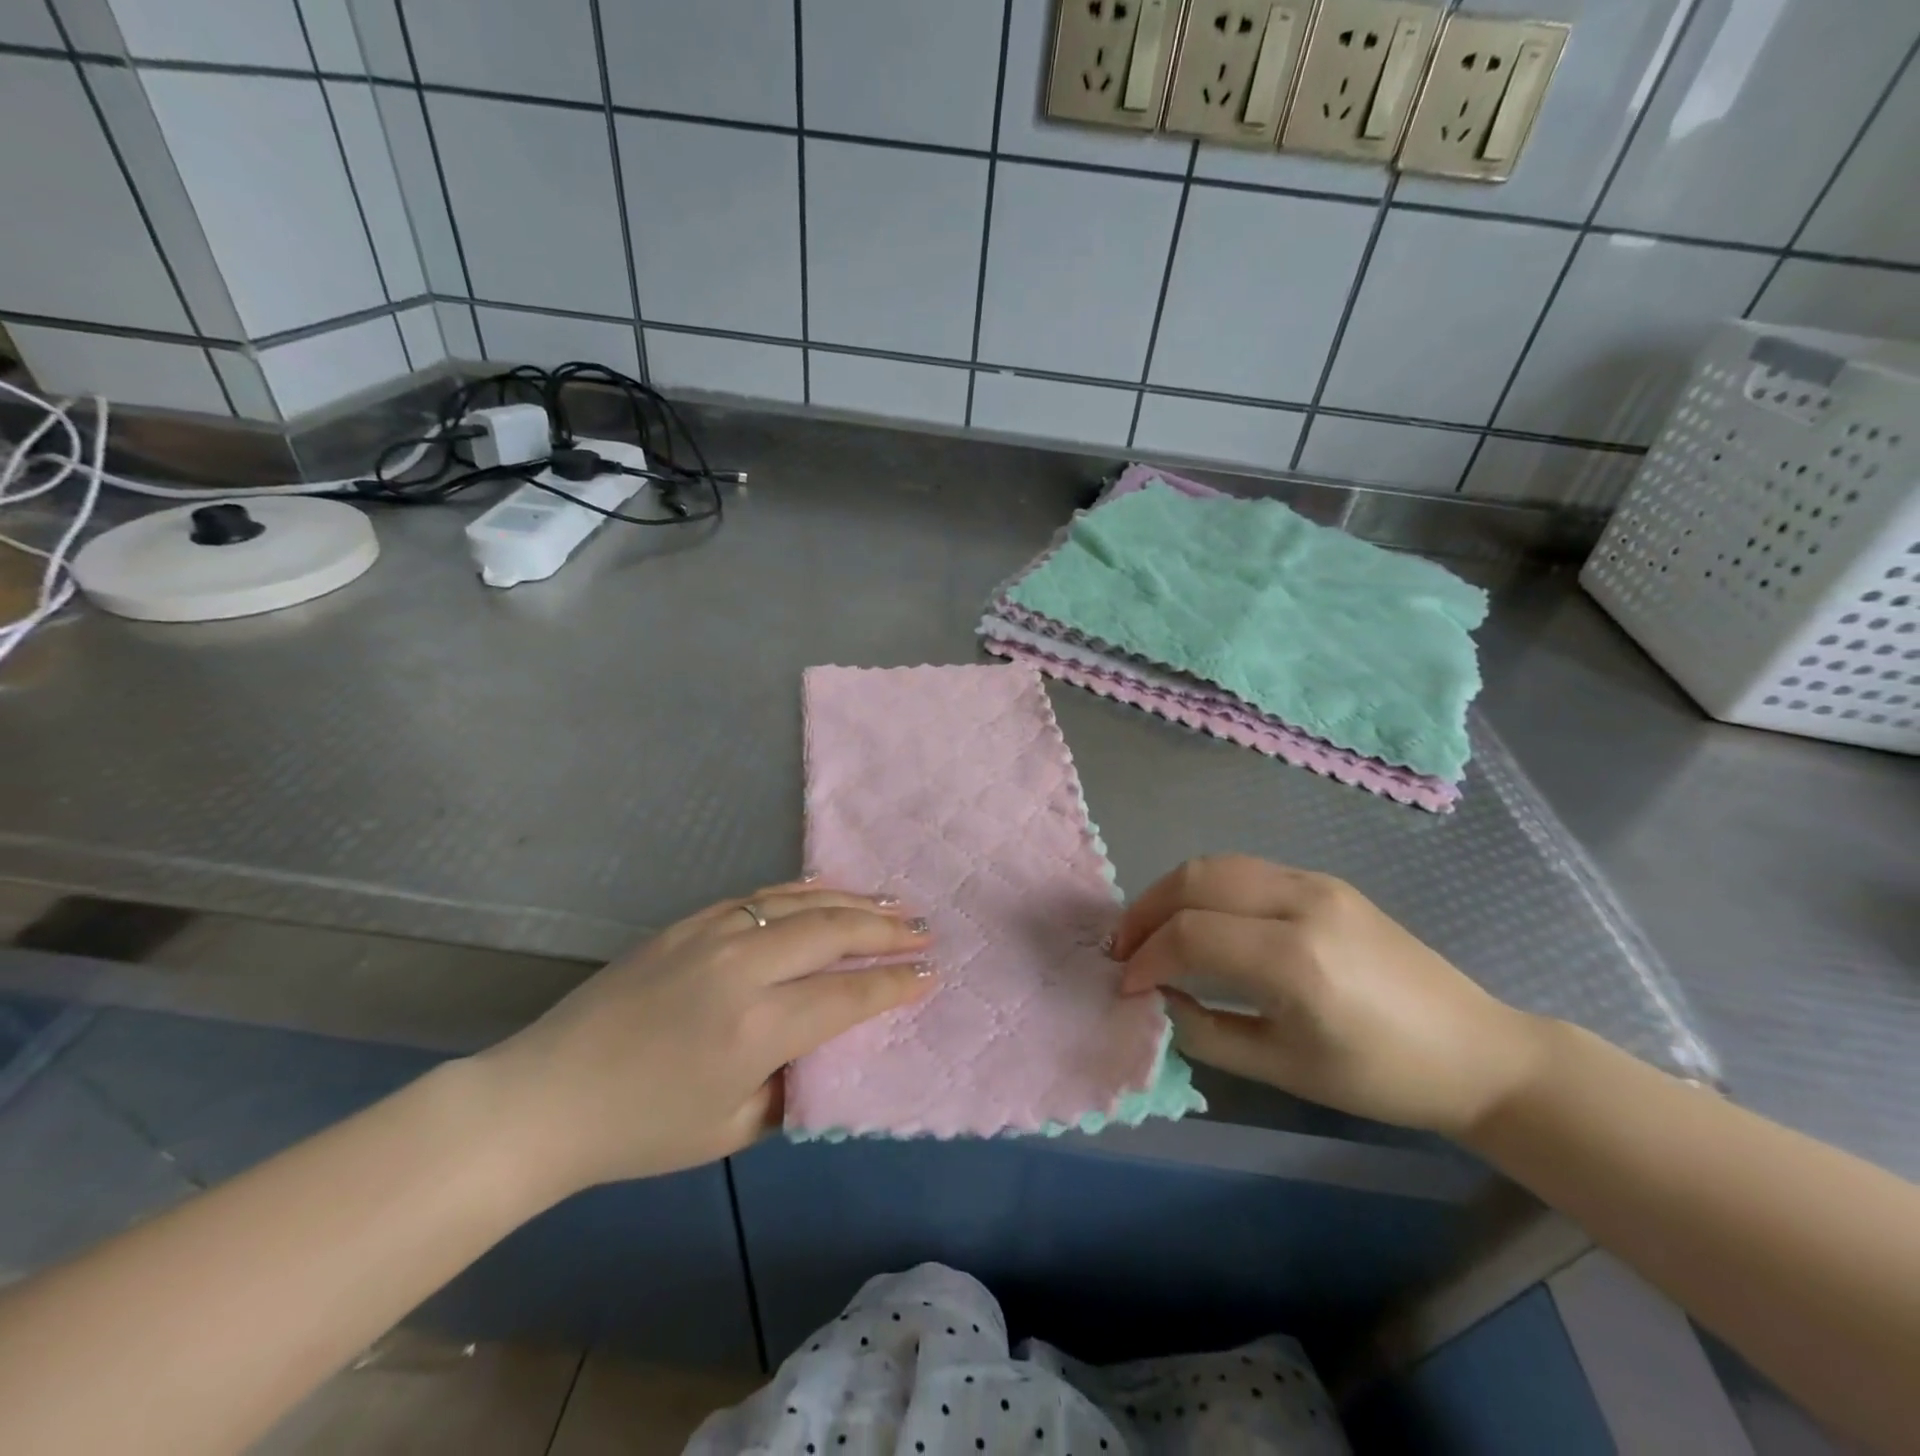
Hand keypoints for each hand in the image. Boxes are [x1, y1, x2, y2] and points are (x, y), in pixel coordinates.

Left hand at [471, 884, 933, 1195]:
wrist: (546, 1097)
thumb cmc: (641, 1130)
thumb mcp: (731, 1130)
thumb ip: (793, 1084)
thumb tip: (828, 1044)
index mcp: (756, 1029)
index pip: (848, 996)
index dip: (896, 984)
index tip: (932, 973)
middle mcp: (742, 968)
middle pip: (834, 933)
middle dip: (888, 930)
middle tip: (925, 929)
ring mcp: (713, 934)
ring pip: (802, 902)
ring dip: (855, 900)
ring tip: (893, 902)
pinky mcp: (689, 922)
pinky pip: (761, 895)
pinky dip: (804, 889)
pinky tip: (829, 888)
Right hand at [1114, 856, 1546, 1136]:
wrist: (1475, 1050)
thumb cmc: (1381, 1076)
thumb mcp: (1282, 1067)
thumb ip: (1205, 1030)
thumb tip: (1156, 1000)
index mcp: (1296, 959)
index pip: (1190, 934)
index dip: (1146, 958)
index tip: (1127, 987)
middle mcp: (1302, 903)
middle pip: (1195, 880)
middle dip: (1146, 911)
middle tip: (1123, 949)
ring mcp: (1316, 883)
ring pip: (1216, 864)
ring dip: (1171, 892)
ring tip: (1150, 930)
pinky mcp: (1325, 881)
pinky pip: (1246, 870)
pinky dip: (1205, 887)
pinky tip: (1198, 918)